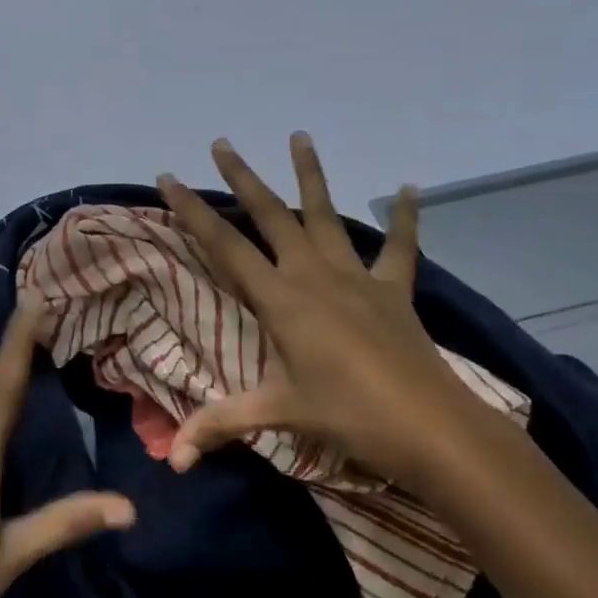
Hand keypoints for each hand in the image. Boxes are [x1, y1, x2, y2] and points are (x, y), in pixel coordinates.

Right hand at [156, 134, 491, 486]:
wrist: (429, 426)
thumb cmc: (347, 415)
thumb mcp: (278, 414)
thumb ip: (221, 425)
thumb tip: (174, 462)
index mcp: (281, 299)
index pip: (225, 246)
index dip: (193, 211)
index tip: (168, 178)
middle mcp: (314, 274)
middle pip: (271, 215)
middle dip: (242, 178)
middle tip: (221, 143)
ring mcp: (357, 277)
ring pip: (326, 215)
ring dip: (311, 175)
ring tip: (300, 136)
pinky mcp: (393, 289)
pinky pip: (399, 246)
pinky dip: (403, 218)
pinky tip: (407, 188)